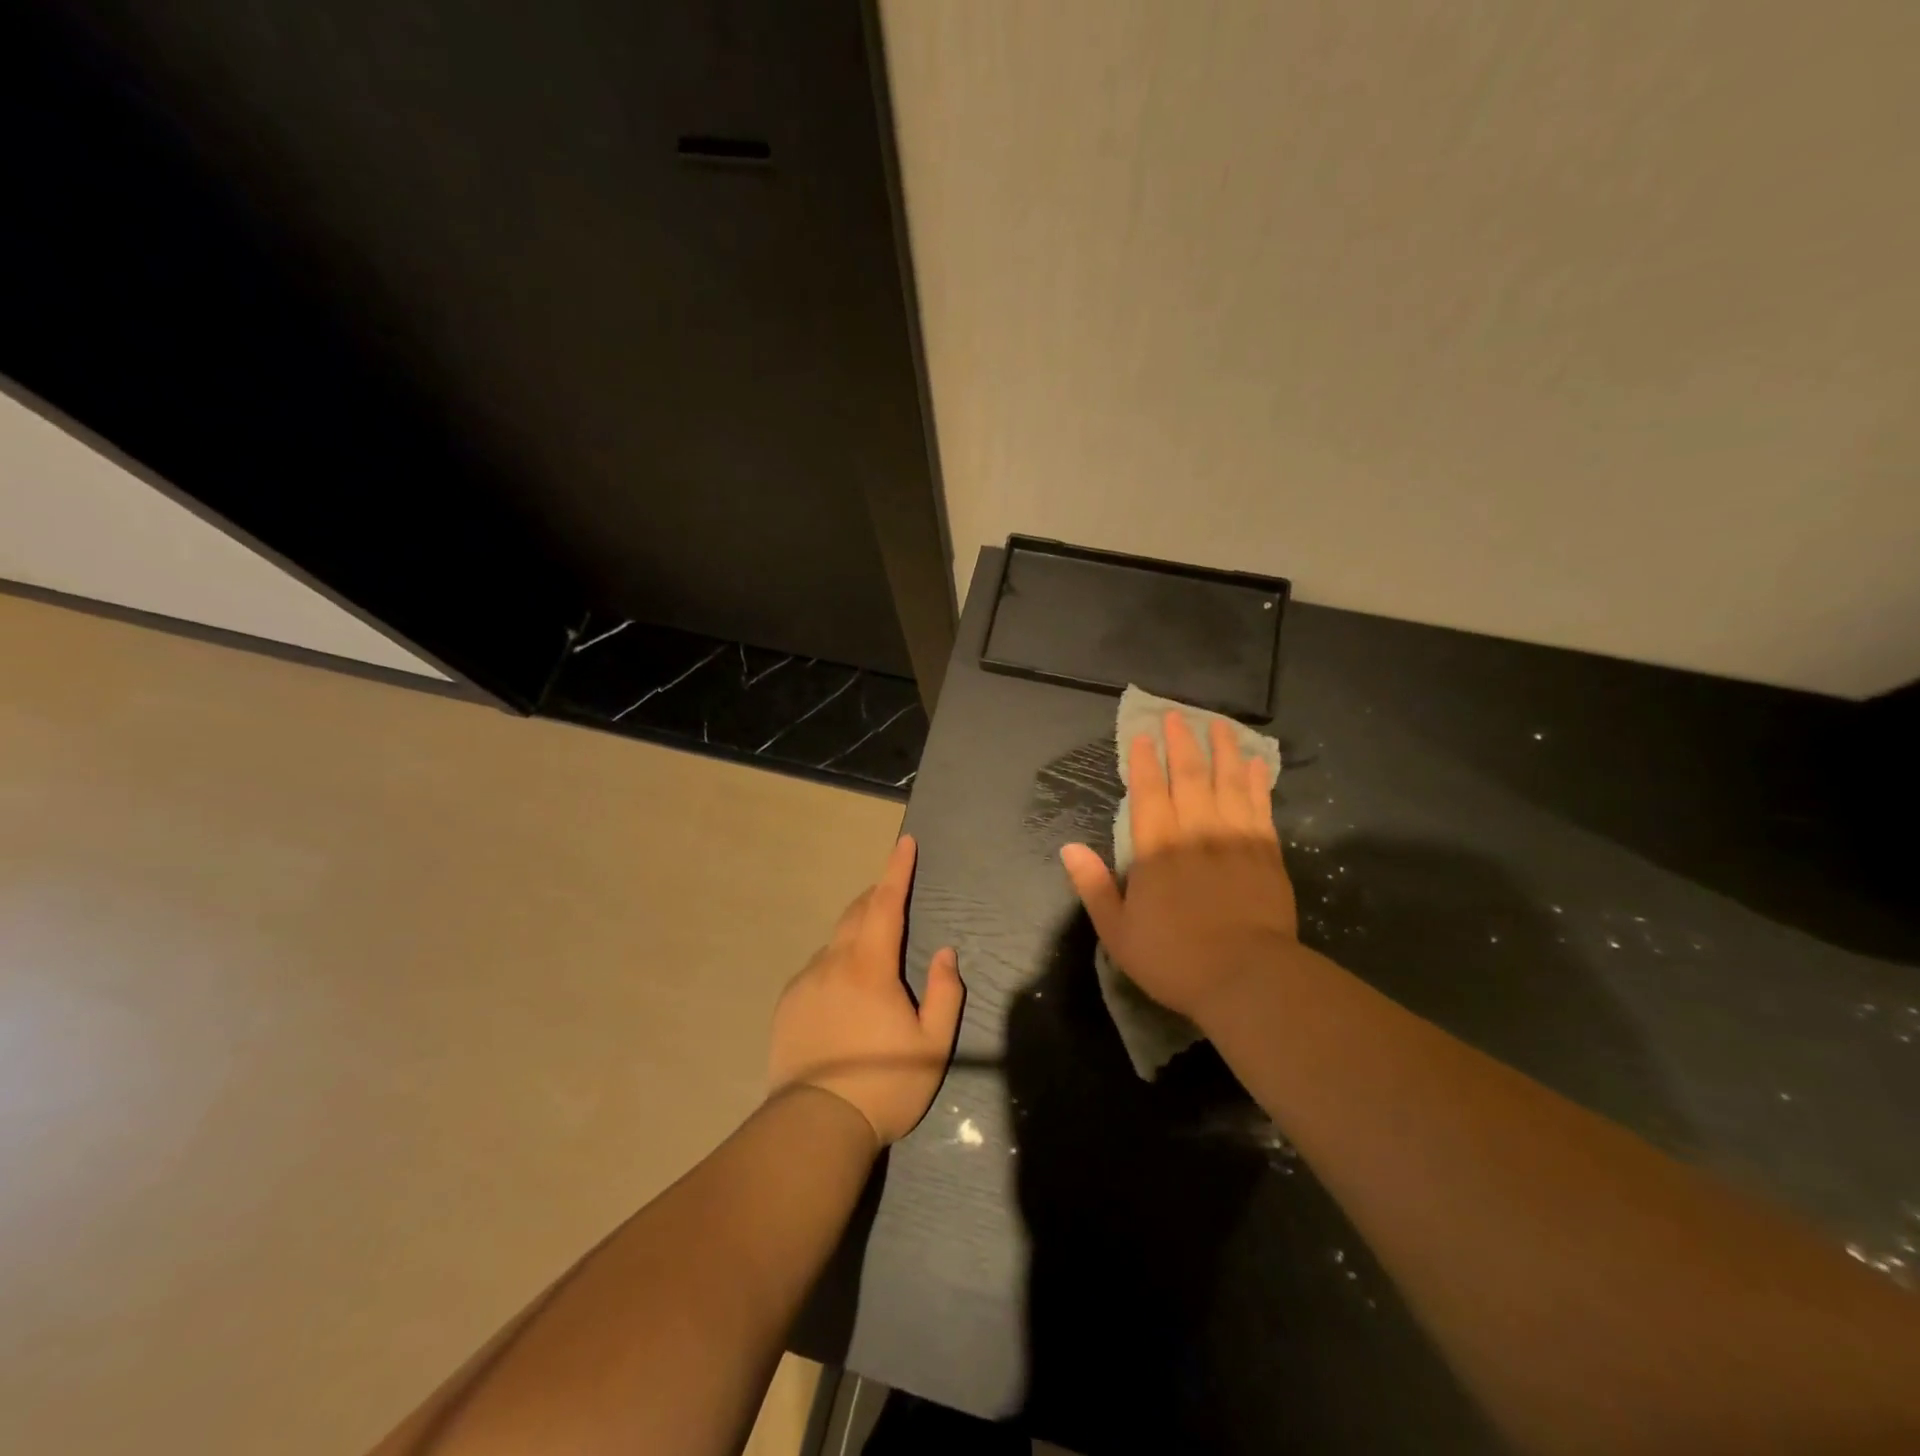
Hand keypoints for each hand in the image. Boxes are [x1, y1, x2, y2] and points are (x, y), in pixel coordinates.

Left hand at [767, 836, 963, 1145]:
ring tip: (873, 953)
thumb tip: (944, 953)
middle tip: (893, 893)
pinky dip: (836, 963)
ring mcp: (805, 982)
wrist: (815, 1127)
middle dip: (877, 896)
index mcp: (870, 967)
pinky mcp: (787, 1004)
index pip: (886, 904)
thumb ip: (944, 993)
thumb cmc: (885, 1084)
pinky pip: (817, 969)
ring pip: (835, 942)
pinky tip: (843, 993)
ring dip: (856, 933)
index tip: (904, 842)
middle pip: (857, 914)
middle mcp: (833, 963)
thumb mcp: (933, 1045)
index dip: (897, 870)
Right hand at [1061, 711, 1297, 1022]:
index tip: (1143, 736)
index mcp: (1157, 850)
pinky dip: (1255, 782)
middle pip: (1189, 777)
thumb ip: (1093, 886)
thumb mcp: (1118, 932)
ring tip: (1220, 725)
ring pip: (1227, 783)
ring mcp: (1235, 839)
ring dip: (1222, 751)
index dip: (1145, 762)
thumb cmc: (1175, 959)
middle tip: (1178, 716)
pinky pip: (1259, 806)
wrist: (1248, 979)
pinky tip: (1254, 764)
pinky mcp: (1266, 852)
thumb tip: (1069, 848)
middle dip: (1182, 744)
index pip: (1149, 793)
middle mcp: (1195, 833)